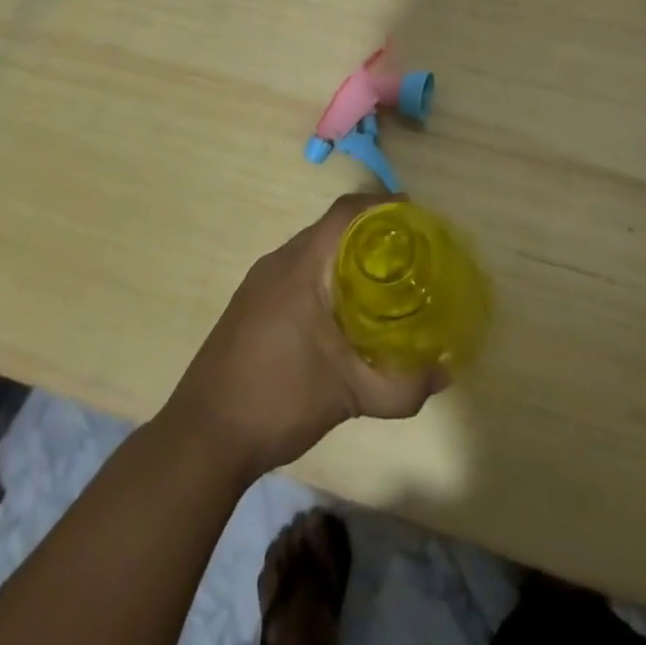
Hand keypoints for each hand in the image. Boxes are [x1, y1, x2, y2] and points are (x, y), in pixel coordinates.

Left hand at [162, 194, 445, 476]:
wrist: (201, 439)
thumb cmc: (278, 400)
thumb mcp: (349, 395)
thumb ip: (401, 386)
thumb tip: (444, 376)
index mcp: (302, 264)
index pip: (347, 211)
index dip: (383, 205)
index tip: (417, 219)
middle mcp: (279, 262)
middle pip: (333, 228)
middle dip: (372, 234)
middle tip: (409, 256)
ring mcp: (260, 283)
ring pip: (314, 252)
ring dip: (348, 258)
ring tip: (383, 283)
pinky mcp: (250, 305)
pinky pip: (297, 273)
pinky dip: (326, 278)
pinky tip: (342, 315)